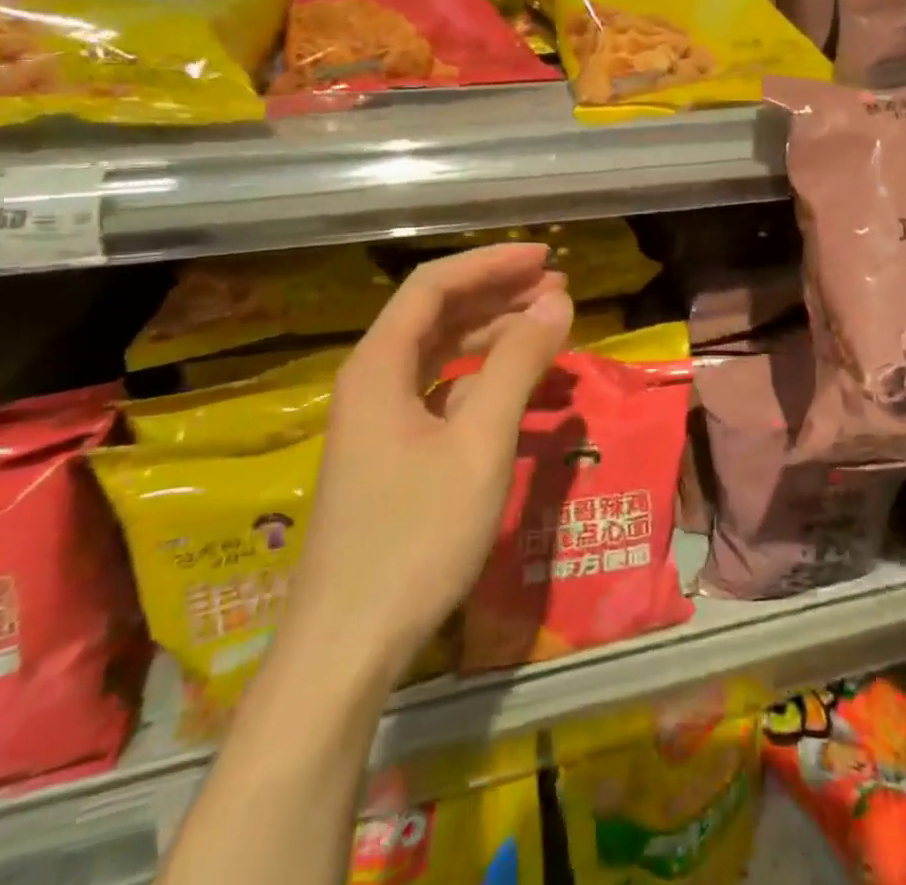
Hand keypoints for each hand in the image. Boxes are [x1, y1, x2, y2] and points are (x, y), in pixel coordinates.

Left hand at [285, 244, 572, 676]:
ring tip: (548, 329)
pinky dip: (482, 378)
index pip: (435, 285)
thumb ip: (518, 363)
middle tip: (558, 289)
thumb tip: (558, 299)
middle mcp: (371, 381)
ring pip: (440, 353)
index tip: (546, 258)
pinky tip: (517, 388)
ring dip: (493, 334)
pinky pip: (441, 392)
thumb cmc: (415, 537)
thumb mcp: (479, 443)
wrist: (347, 647)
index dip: (491, 263)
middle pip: (436, 313)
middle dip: (498, 294)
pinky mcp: (389, 453)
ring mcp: (378, 419)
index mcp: (379, 365)